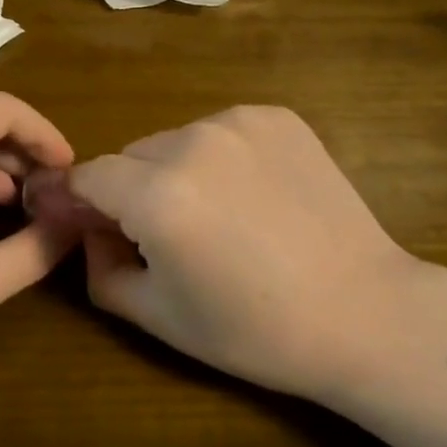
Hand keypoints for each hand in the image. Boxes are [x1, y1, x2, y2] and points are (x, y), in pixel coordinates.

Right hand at [45, 106, 446, 446]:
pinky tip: (253, 196)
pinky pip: (221, 131)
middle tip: (168, 237)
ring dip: (176, 171)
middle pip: (131, 157)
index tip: (93, 227)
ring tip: (219, 217)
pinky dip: (220, 158)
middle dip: (132, 191)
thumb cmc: (256, 330)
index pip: (87, 176)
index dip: (81, 203)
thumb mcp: (158, 316)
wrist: (365, 312)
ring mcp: (240, 122)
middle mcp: (193, 141)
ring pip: (176, 141)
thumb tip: (87, 230)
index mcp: (158, 195)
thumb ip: (99, 268)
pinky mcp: (277, 116)